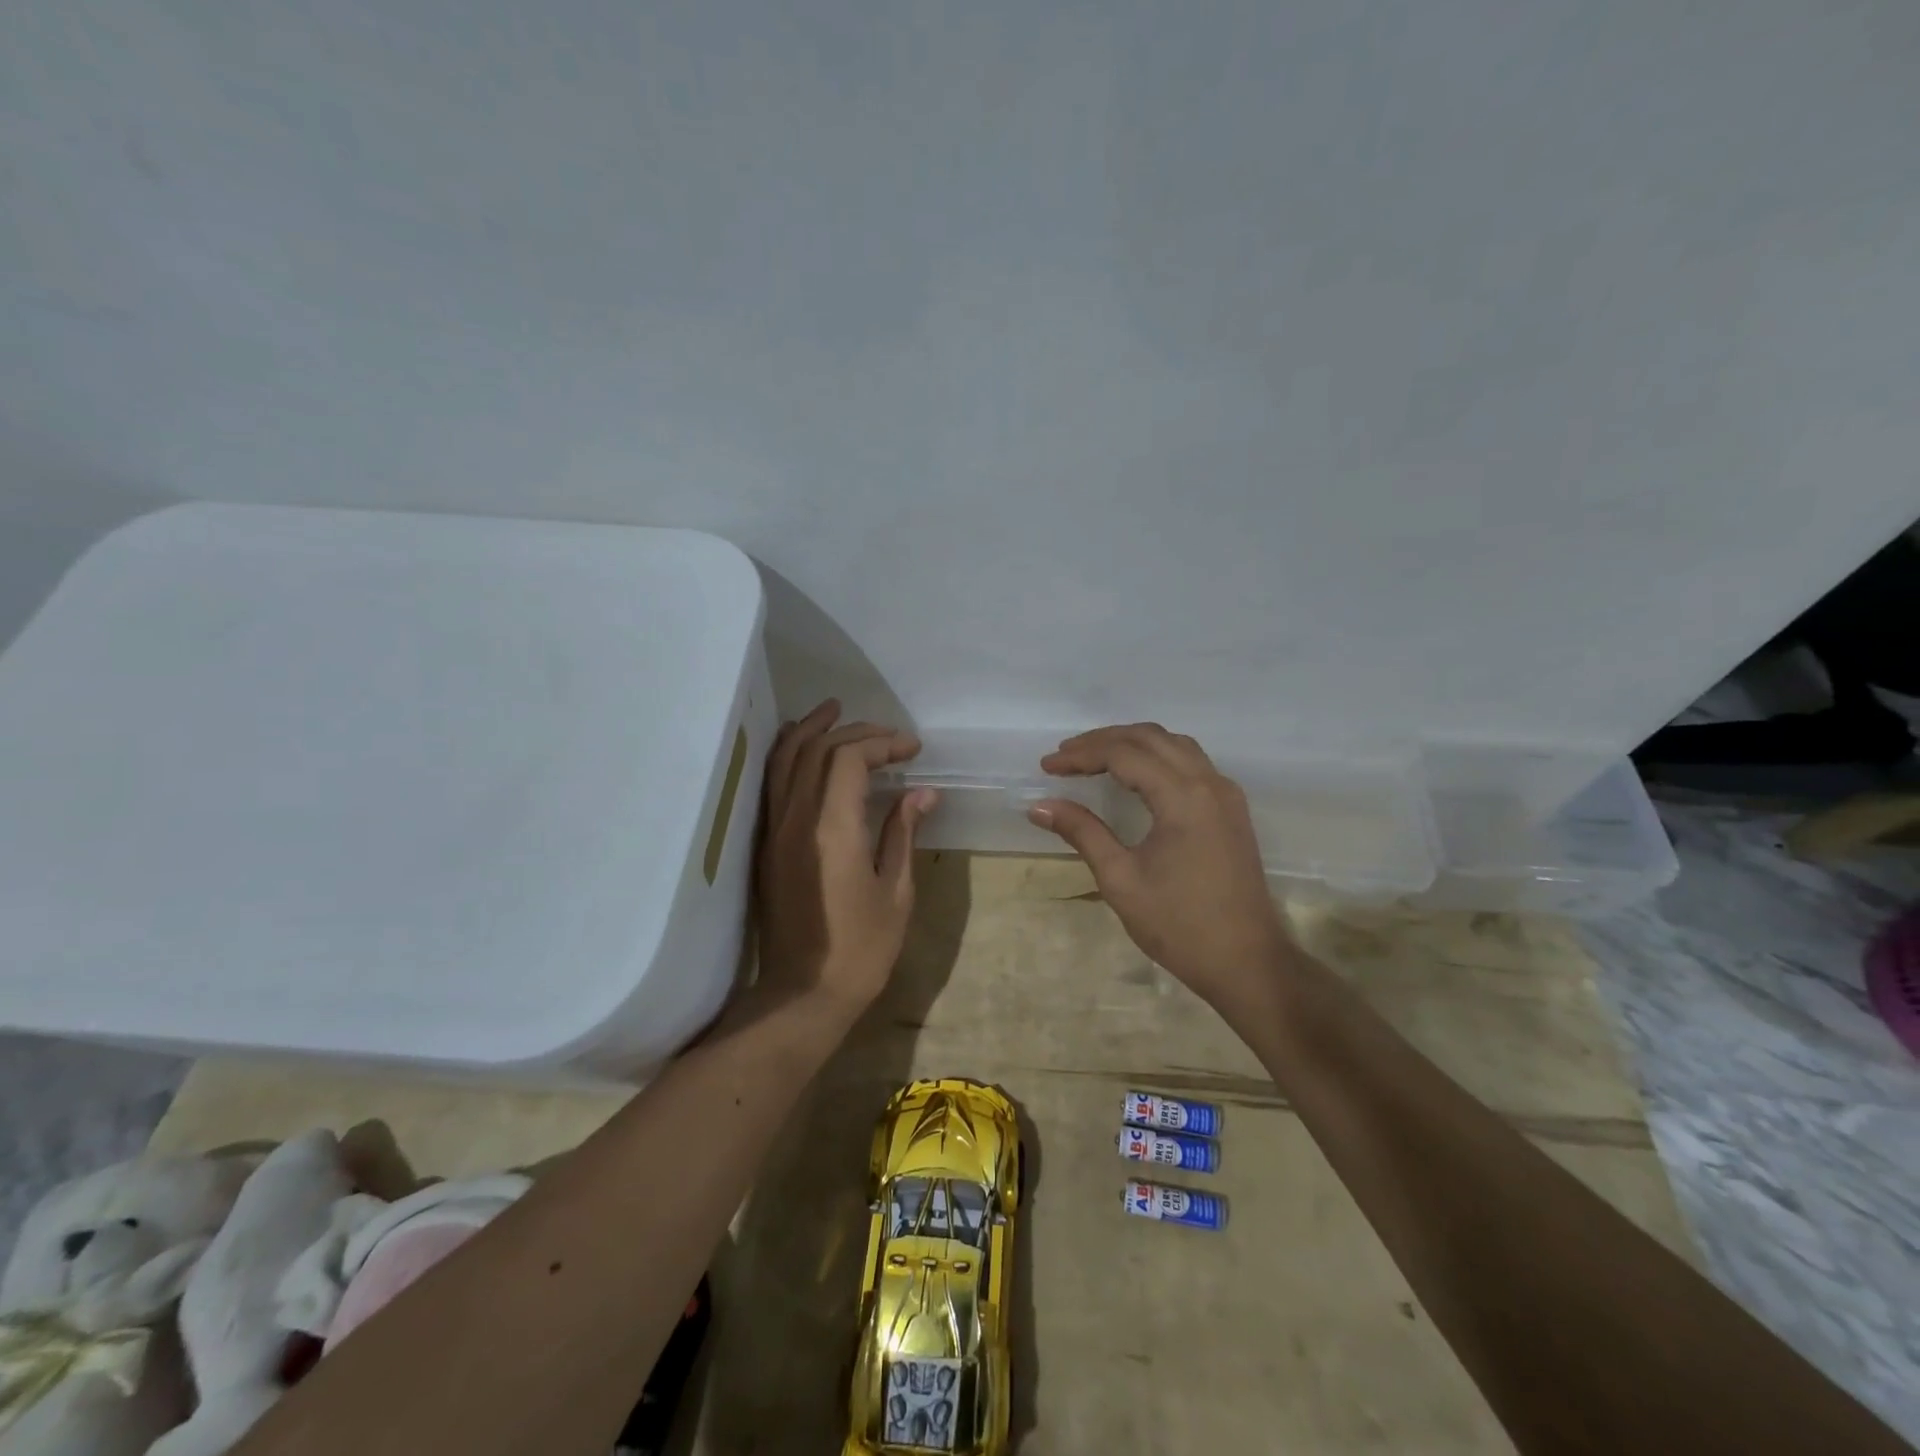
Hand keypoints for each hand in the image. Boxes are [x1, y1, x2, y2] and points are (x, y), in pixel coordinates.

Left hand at [754, 700, 936, 1023]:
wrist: (800, 995)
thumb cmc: (860, 950)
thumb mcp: (896, 892)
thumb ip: (903, 834)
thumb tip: (922, 794)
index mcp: (832, 829)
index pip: (849, 758)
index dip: (883, 743)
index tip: (912, 750)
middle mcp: (796, 819)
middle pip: (818, 750)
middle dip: (856, 732)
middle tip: (890, 737)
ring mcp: (774, 830)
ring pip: (785, 759)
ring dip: (811, 730)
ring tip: (834, 710)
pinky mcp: (766, 844)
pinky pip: (773, 783)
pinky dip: (789, 754)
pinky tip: (804, 747)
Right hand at [1030, 724, 1292, 1012]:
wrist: (1247, 963)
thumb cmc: (1180, 926)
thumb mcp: (1121, 879)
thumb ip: (1082, 833)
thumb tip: (1038, 806)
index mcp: (1183, 797)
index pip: (1123, 754)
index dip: (1081, 755)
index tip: (1046, 766)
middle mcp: (1208, 783)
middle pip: (1150, 738)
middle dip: (1103, 740)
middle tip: (1064, 755)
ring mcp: (1225, 794)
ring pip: (1174, 744)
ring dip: (1132, 743)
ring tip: (1094, 757)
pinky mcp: (1231, 809)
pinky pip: (1191, 762)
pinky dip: (1157, 756)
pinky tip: (1136, 774)